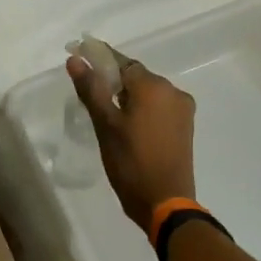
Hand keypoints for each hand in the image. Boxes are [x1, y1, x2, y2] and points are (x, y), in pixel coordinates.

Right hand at [66, 51, 196, 230]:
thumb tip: (75, 60)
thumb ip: (91, 89)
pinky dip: (141, 110)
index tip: (79, 58)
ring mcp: (182, 110)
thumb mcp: (105, 125)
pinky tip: (127, 125)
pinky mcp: (185, 127)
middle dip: (113, 81)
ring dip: (128, 97)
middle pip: (136, 77)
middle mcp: (173, 92)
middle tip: (89, 95)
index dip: (100, 60)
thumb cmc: (131, 162)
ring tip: (106, 114)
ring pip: (148, 93)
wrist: (165, 202)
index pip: (122, 62)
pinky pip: (158, 108)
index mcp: (154, 87)